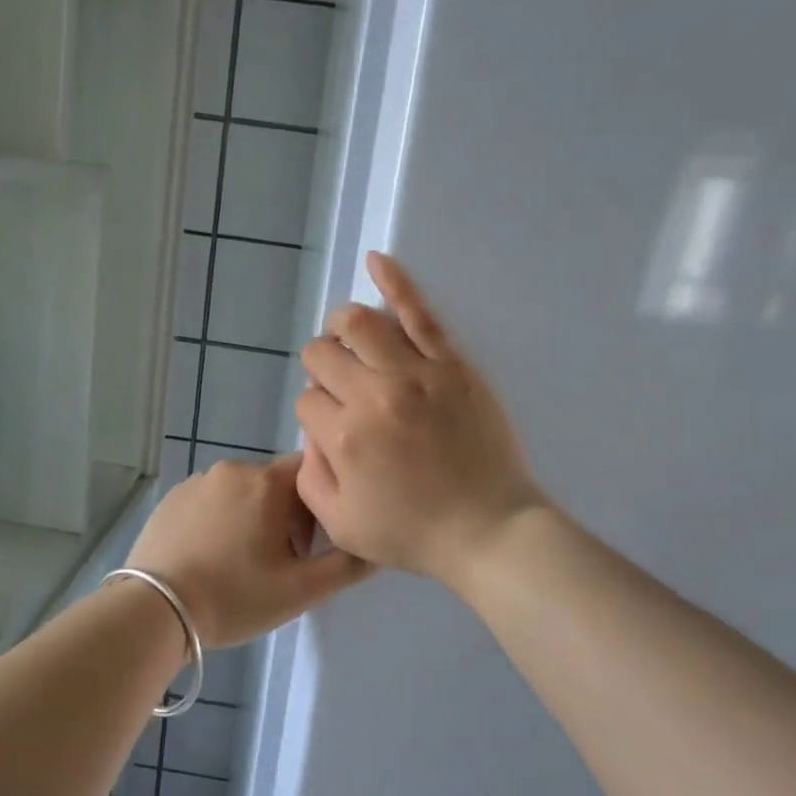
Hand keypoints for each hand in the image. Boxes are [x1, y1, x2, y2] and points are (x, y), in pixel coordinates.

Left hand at [127, 454, 371, 646]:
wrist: (154, 610)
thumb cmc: (234, 597)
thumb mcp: (301, 590)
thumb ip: (347, 565)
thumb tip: (376, 543)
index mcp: (267, 482)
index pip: (311, 472)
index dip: (320, 504)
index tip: (312, 542)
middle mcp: (233, 469)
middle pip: (277, 484)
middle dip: (286, 515)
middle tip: (279, 563)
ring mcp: (196, 482)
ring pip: (242, 492)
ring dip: (252, 517)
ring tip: (242, 564)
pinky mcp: (171, 498)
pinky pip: (211, 501)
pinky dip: (220, 520)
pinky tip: (211, 557)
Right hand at [295, 252, 547, 588]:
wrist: (489, 530)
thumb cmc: (413, 534)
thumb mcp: (341, 525)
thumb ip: (311, 475)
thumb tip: (313, 430)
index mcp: (343, 437)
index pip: (307, 400)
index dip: (315, 413)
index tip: (335, 430)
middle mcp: (373, 395)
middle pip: (323, 355)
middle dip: (321, 368)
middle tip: (340, 390)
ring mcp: (416, 373)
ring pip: (359, 322)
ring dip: (341, 326)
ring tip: (348, 339)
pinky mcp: (452, 363)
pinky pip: (419, 311)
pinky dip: (395, 280)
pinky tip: (377, 260)